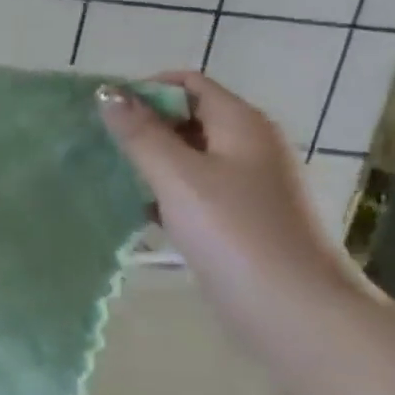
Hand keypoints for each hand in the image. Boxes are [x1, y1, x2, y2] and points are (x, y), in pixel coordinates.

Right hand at [97, 72, 368, 320]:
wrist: (294, 310)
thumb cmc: (234, 232)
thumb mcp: (178, 177)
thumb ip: (140, 134)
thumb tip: (107, 93)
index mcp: (242, 124)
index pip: (189, 84)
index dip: (145, 89)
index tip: (104, 114)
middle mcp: (250, 145)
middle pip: (188, 116)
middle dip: (144, 125)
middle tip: (100, 146)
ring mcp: (248, 184)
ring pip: (189, 156)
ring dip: (151, 160)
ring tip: (112, 176)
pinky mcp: (240, 217)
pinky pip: (195, 189)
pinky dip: (166, 191)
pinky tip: (140, 210)